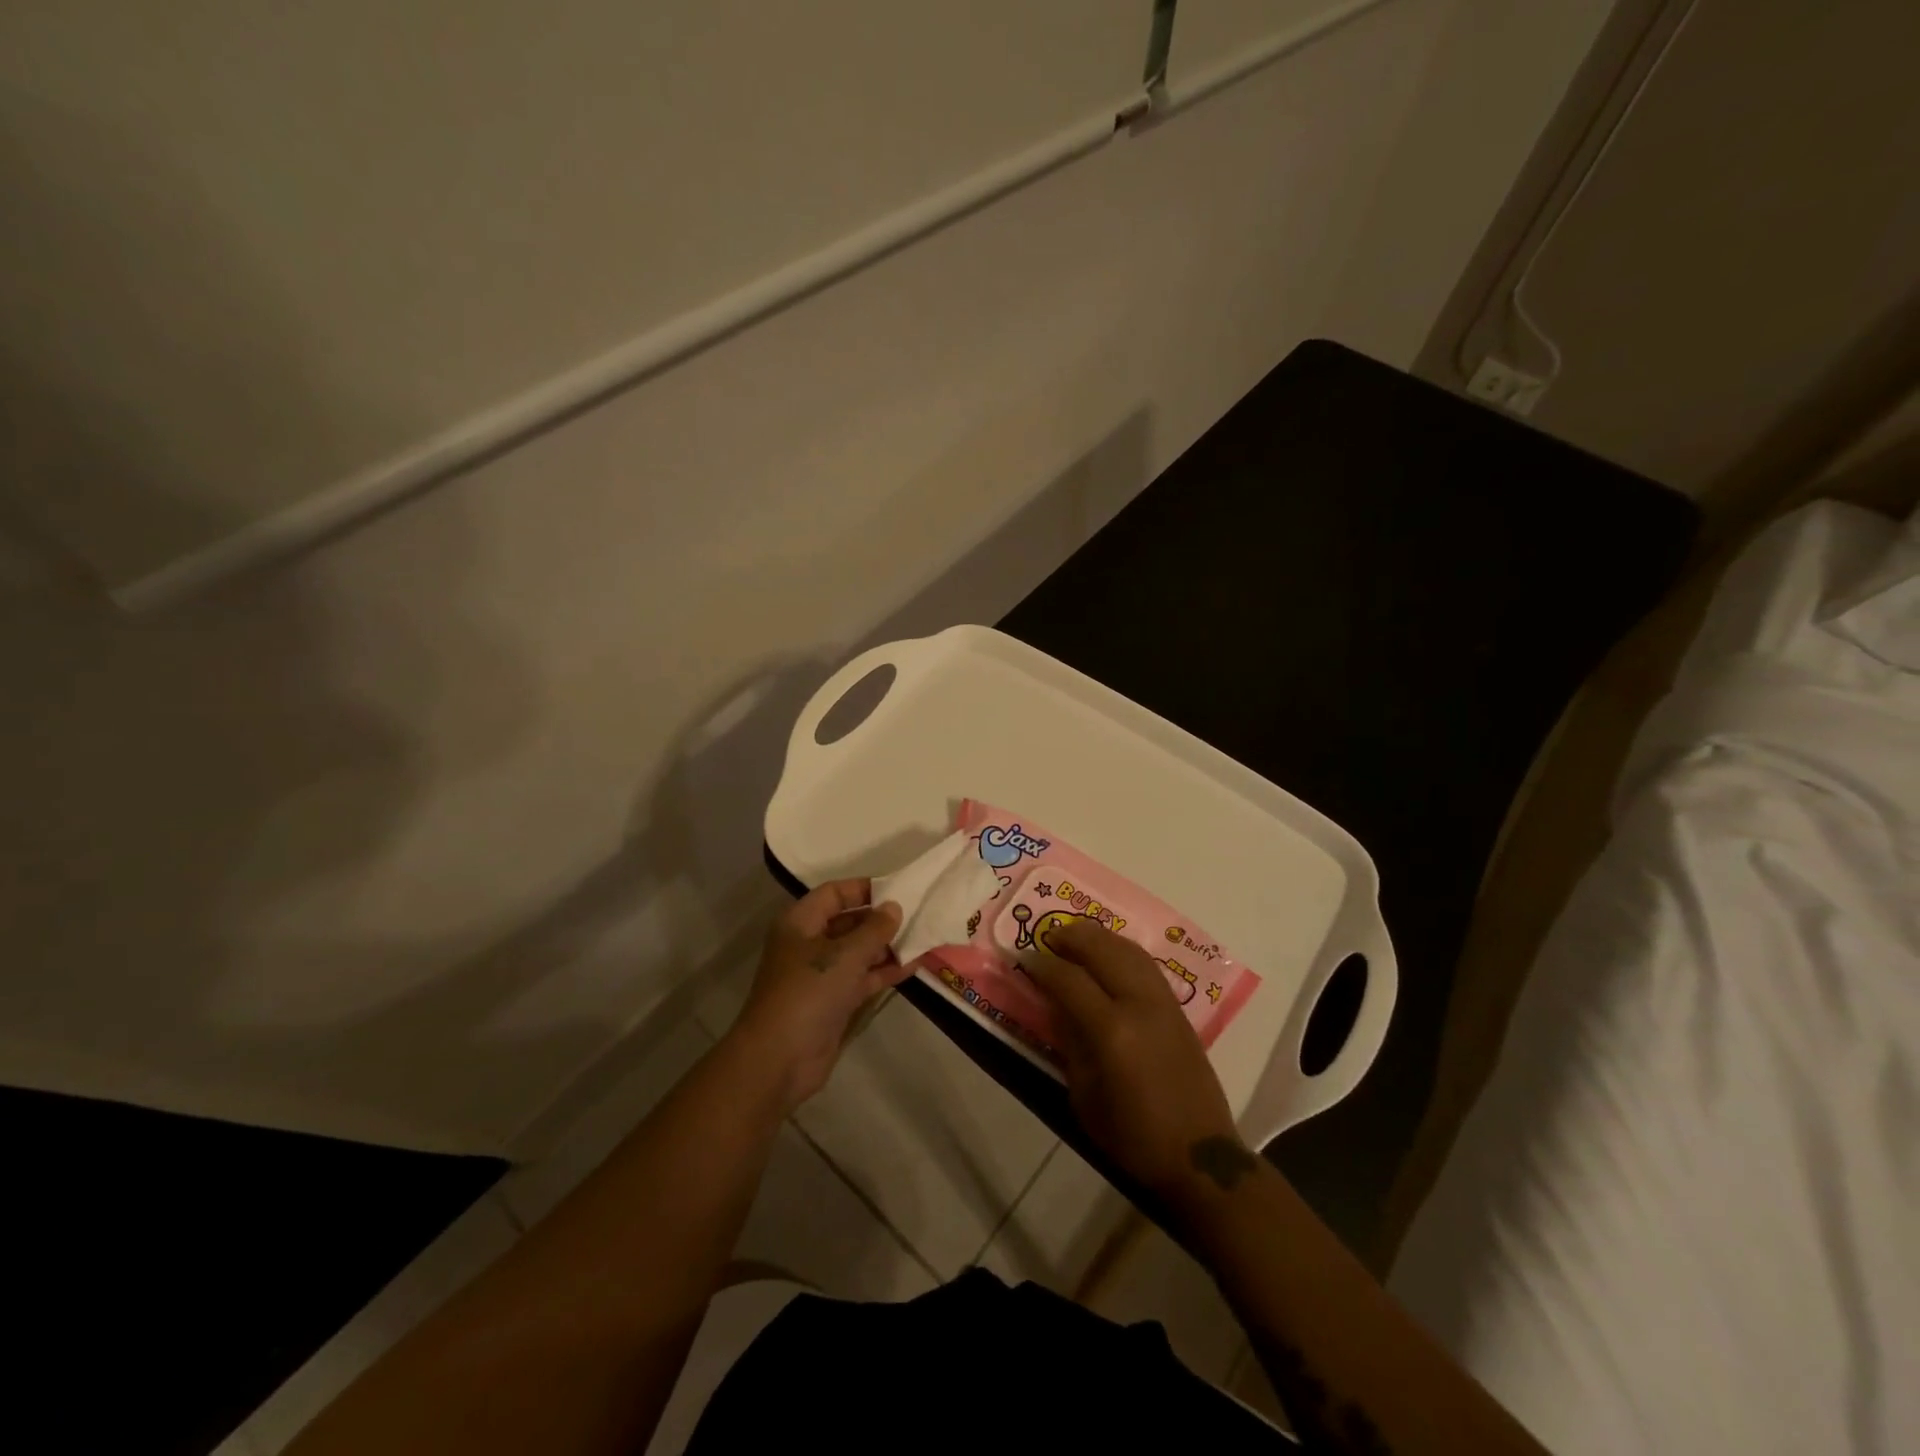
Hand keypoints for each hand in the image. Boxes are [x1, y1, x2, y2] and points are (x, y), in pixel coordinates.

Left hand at [729, 879, 905, 1112]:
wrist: (779, 1059)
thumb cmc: (808, 992)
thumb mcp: (845, 955)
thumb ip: (874, 929)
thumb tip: (894, 907)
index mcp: (800, 922)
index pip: (834, 893)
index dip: (863, 889)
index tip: (897, 889)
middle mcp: (809, 943)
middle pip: (848, 922)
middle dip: (880, 919)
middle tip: (917, 914)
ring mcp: (821, 974)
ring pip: (858, 951)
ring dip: (887, 946)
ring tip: (922, 937)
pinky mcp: (833, 1001)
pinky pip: (862, 977)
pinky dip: (884, 971)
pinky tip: (914, 965)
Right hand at [1025, 919, 1246, 1197]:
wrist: (1199, 1155)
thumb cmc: (1133, 1136)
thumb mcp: (1085, 1097)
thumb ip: (1070, 1043)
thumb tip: (1056, 1005)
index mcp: (1112, 1032)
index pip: (1070, 980)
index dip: (1043, 965)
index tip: (1025, 958)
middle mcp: (1139, 1005)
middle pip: (1102, 951)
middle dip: (1071, 937)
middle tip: (1048, 935)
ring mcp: (1163, 1003)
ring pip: (1128, 950)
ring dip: (1099, 937)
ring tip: (1075, 936)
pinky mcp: (1178, 1008)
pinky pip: (1146, 964)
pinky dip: (1122, 950)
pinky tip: (1108, 953)